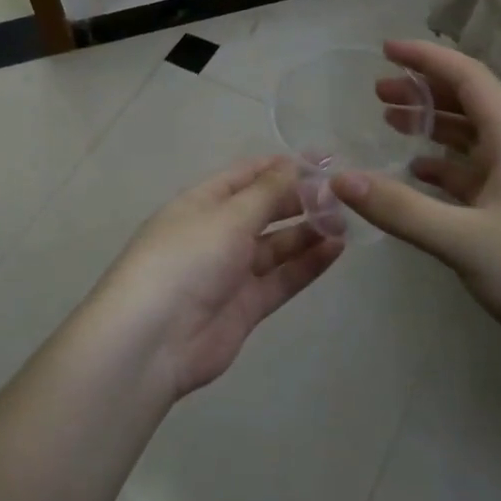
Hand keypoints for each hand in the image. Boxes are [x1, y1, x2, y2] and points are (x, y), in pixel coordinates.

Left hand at [92, 157, 343, 400]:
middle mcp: (216, 233)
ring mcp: (231, 271)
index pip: (246, 175)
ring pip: (276, 245)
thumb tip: (295, 163)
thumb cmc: (187, 259)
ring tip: (346, 221)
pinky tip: (336, 249)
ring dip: (308, 232)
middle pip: (263, 210)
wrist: (154, 339)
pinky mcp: (246, 306)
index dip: (282, 166)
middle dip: (299, 200)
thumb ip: (267, 192)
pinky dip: (307, 264)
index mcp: (202, 202)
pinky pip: (282, 278)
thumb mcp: (228, 216)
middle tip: (342, 194)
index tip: (323, 161)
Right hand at [333, 41, 500, 381]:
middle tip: (377, 93)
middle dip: (424, 92)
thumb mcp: (465, 242)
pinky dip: (448, 169)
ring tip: (392, 125)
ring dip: (435, 129)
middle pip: (471, 104)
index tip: (384, 49)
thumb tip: (339, 177)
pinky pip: (482, 177)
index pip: (468, 76)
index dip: (425, 58)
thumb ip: (399, 208)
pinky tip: (423, 177)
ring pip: (476, 141)